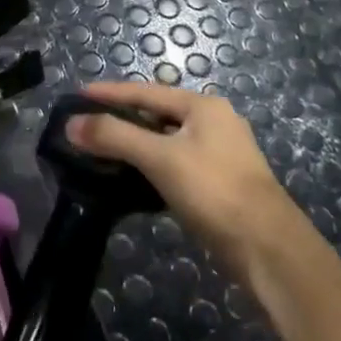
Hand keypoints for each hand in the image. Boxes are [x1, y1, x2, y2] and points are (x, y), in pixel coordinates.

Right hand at [66, 80, 301, 283]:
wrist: (269, 248)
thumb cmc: (214, 190)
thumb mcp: (161, 158)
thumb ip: (115, 136)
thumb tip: (72, 124)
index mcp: (203, 106)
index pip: (146, 91)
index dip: (110, 93)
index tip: (77, 95)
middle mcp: (213, 122)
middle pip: (156, 114)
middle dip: (121, 119)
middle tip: (85, 126)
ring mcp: (219, 154)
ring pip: (165, 141)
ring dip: (134, 145)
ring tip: (100, 151)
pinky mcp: (218, 184)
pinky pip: (175, 164)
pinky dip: (150, 167)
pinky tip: (131, 180)